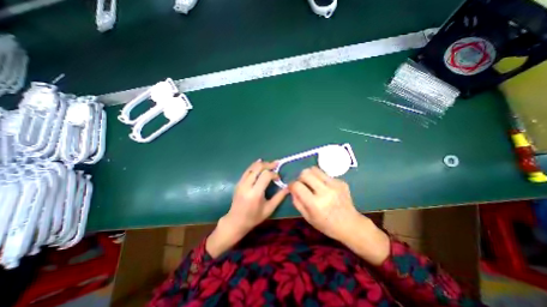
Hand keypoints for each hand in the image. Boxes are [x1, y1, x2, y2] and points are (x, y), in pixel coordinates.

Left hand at [206, 160, 289, 256]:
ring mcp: (241, 183)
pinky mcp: (238, 182)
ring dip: (262, 164)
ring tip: (270, 164)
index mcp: (255, 193)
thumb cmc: (254, 217)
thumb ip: (279, 197)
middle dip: (268, 164)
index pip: (265, 176)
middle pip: (258, 168)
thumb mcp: (269, 209)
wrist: (236, 221)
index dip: (274, 174)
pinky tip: (260, 163)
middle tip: (276, 164)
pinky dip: (255, 165)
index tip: (279, 178)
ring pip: (252, 167)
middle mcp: (247, 185)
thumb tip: (288, 187)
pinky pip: (247, 170)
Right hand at [288, 167, 361, 239]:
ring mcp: (335, 185)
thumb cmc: (327, 225)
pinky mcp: (341, 182)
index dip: (291, 185)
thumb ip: (297, 201)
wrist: (351, 225)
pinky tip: (325, 188)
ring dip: (310, 175)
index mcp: (315, 204)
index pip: (297, 185)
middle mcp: (325, 191)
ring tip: (312, 184)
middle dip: (300, 177)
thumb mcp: (307, 217)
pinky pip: (325, 174)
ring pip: (315, 169)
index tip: (292, 188)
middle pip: (305, 173)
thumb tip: (291, 188)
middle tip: (302, 184)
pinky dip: (321, 179)